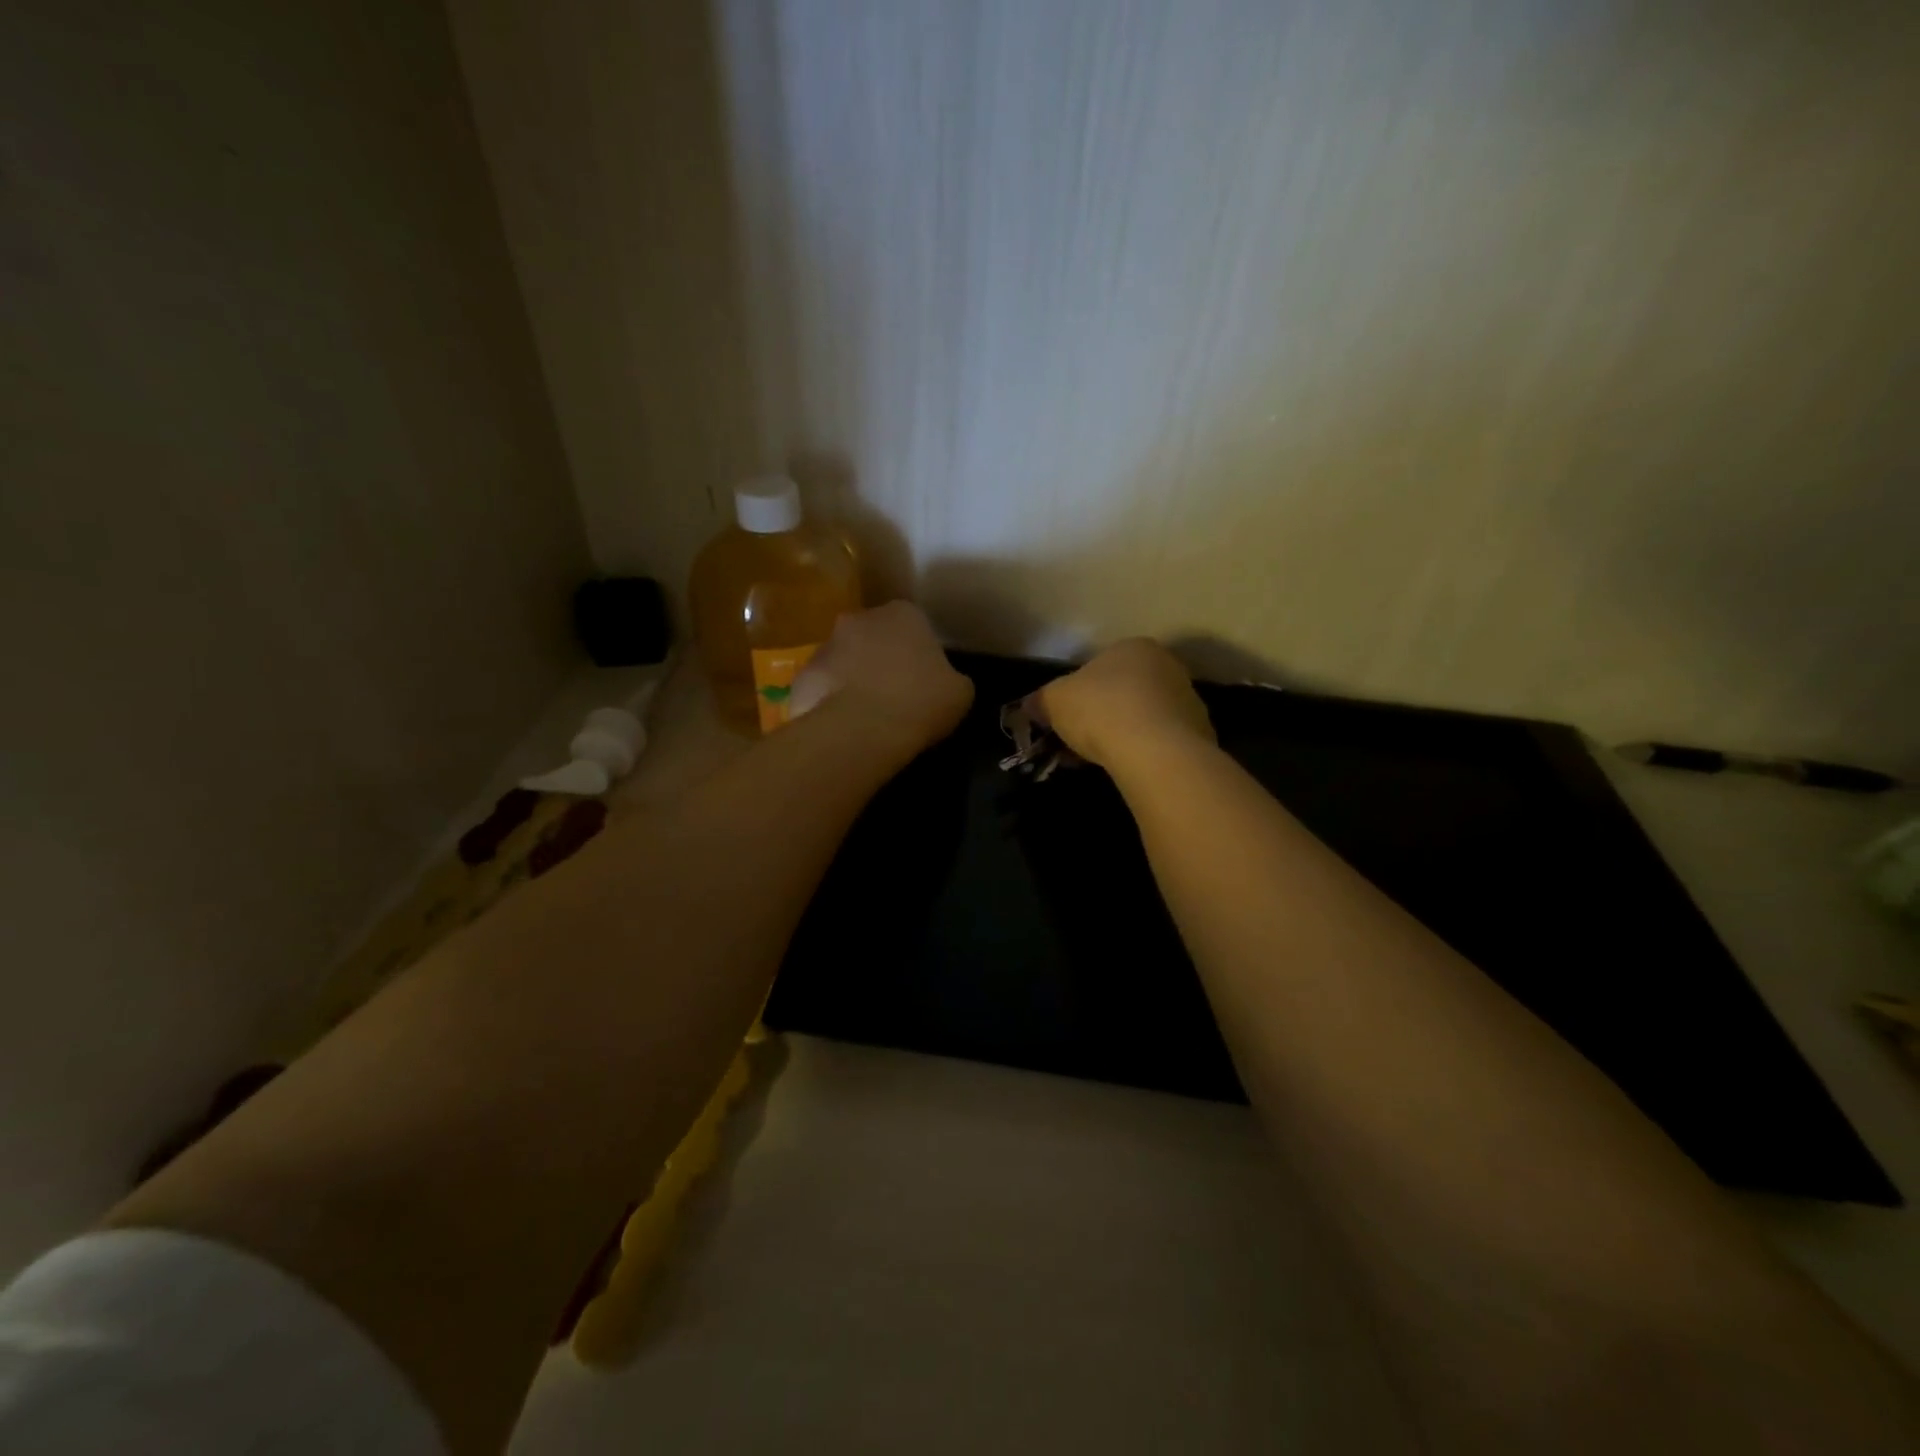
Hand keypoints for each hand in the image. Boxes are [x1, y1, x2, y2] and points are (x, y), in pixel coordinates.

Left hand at [791, 602, 974, 755]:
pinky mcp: (802, 676)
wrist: (862, 729)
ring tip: (867, 715)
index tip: (923, 679)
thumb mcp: (960, 692)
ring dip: (853, 678)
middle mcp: (860, 619)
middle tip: (895, 693)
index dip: (918, 652)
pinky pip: (822, 687)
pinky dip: (830, 701)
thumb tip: (944, 682)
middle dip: (880, 658)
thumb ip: (951, 678)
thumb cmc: (920, 701)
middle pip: (873, 637)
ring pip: (844, 660)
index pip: (913, 625)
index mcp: (903, 614)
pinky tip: (844, 726)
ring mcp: (825, 645)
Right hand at [1036, 638, 1213, 770]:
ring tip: (1103, 759)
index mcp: (1133, 647)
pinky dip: (1146, 751)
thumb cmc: (1101, 710)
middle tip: (1081, 740)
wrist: (1155, 750)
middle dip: (1104, 714)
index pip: (1101, 665)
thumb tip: (1031, 705)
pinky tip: (1130, 768)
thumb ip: (1041, 700)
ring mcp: (1188, 699)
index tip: (1067, 718)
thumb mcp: (1054, 701)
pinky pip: (1163, 740)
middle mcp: (1167, 665)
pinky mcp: (1200, 733)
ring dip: (1125, 733)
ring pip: (1145, 716)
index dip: (1079, 693)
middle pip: (1126, 689)